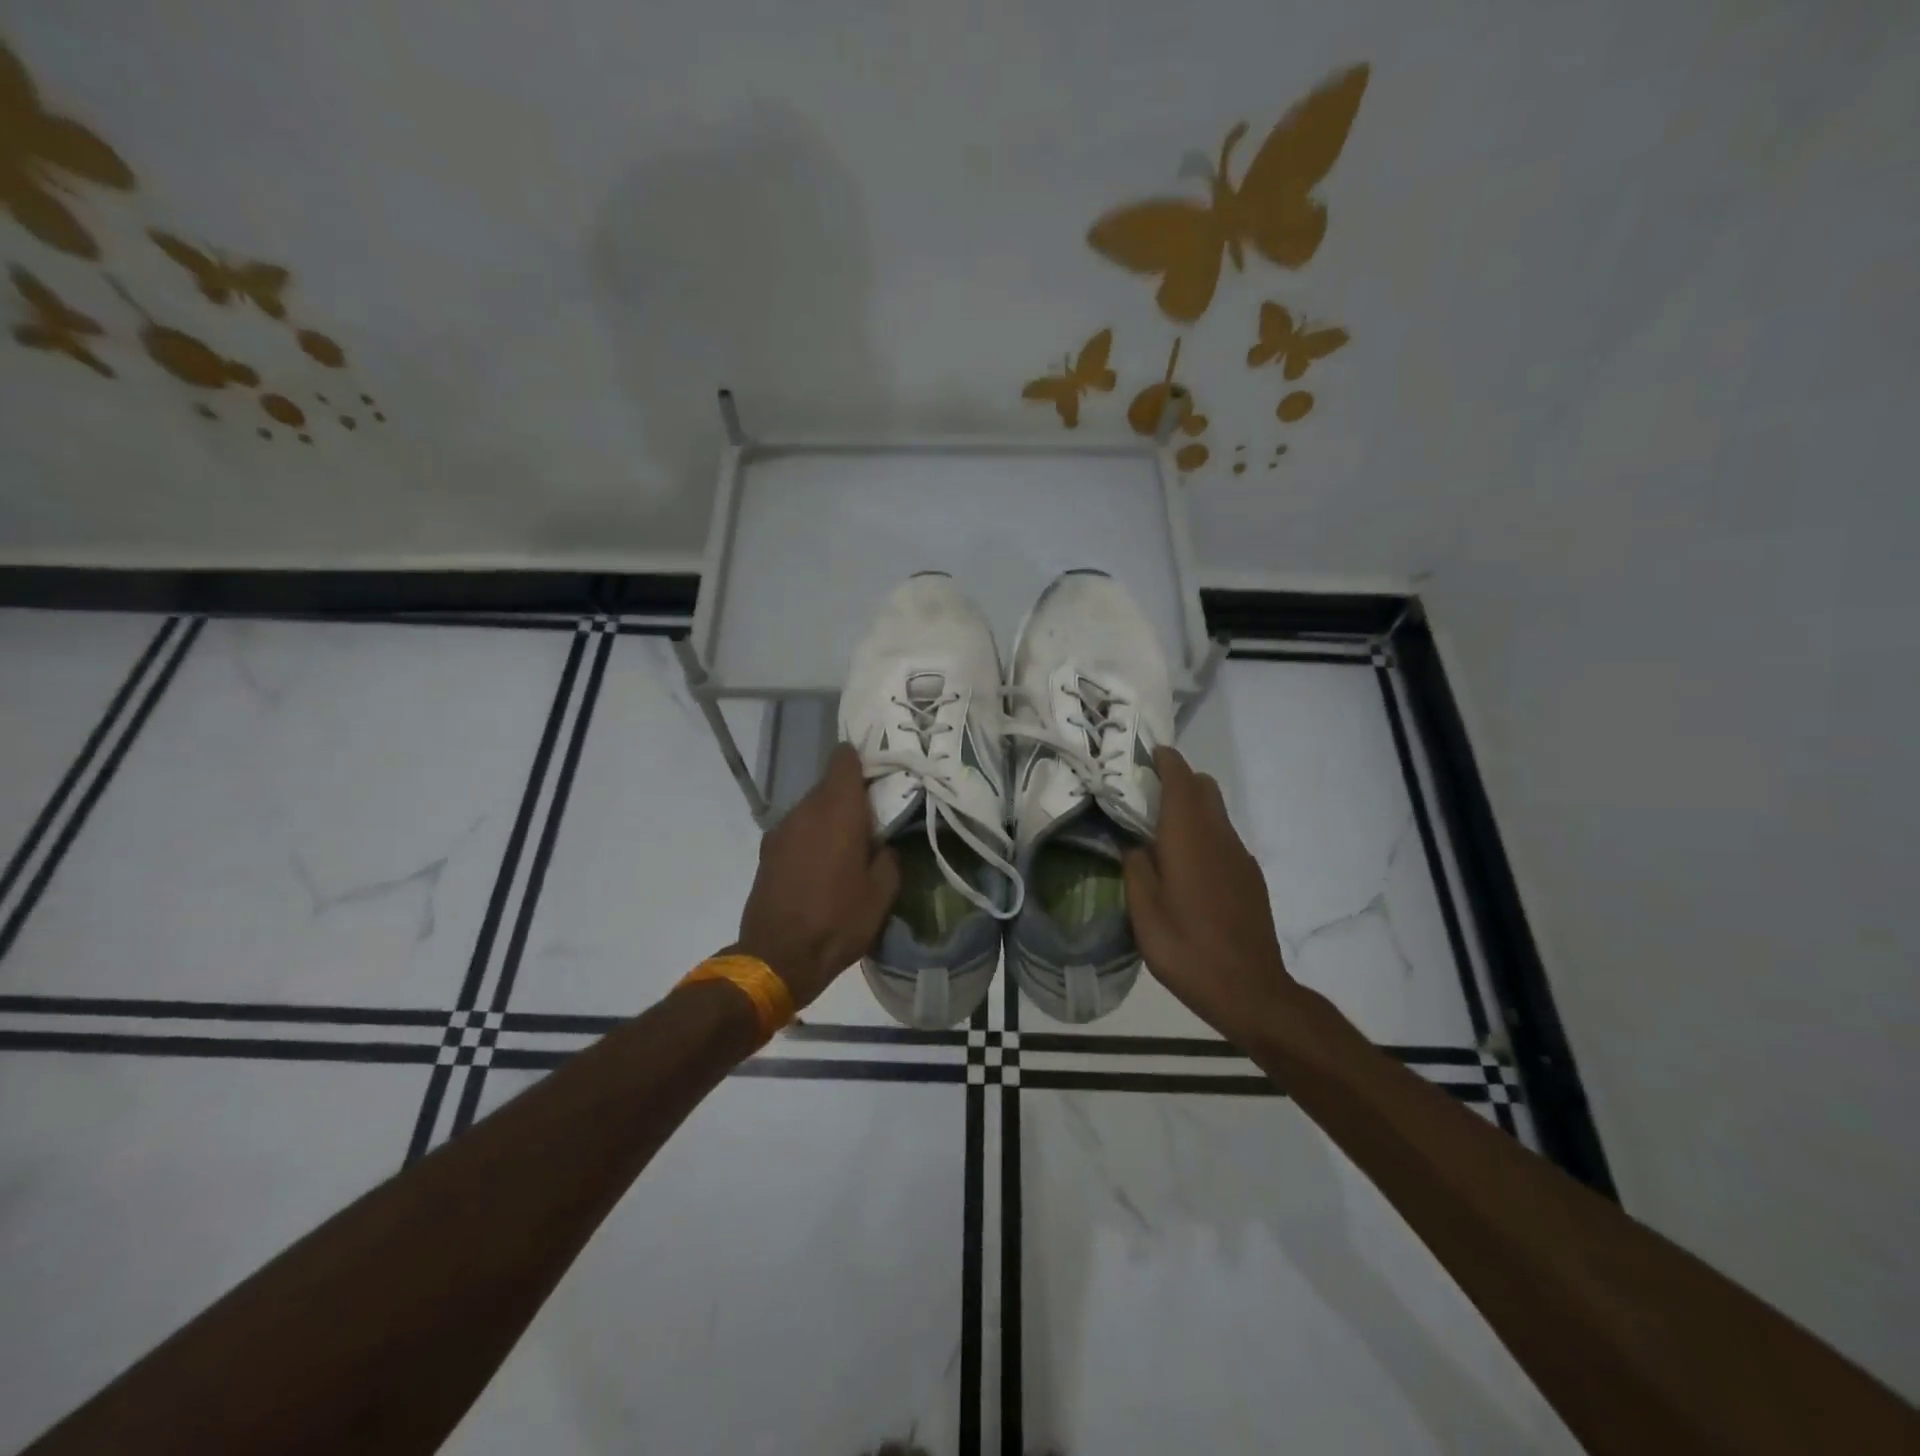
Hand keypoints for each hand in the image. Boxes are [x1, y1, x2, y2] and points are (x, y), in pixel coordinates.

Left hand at [730, 744, 899, 1009]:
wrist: (777, 958)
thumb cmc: (838, 922)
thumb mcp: (881, 894)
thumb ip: (889, 858)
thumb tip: (885, 844)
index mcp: (838, 812)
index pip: (844, 760)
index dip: (861, 758)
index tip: (879, 770)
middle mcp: (806, 811)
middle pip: (829, 785)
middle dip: (850, 794)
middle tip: (874, 814)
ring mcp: (782, 830)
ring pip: (811, 808)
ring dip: (830, 816)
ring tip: (850, 842)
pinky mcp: (768, 851)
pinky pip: (797, 829)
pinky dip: (812, 835)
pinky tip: (823, 863)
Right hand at [1124, 746, 1301, 1048]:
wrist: (1251, 990)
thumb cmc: (1188, 949)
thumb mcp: (1144, 913)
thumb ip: (1135, 868)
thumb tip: (1134, 845)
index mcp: (1190, 838)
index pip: (1181, 780)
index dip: (1165, 761)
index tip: (1145, 754)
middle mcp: (1219, 837)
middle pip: (1204, 788)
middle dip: (1178, 779)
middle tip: (1144, 794)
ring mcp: (1240, 857)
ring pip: (1216, 812)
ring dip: (1191, 808)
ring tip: (1159, 831)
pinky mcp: (1250, 877)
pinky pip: (1223, 838)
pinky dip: (1203, 833)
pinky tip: (1186, 867)